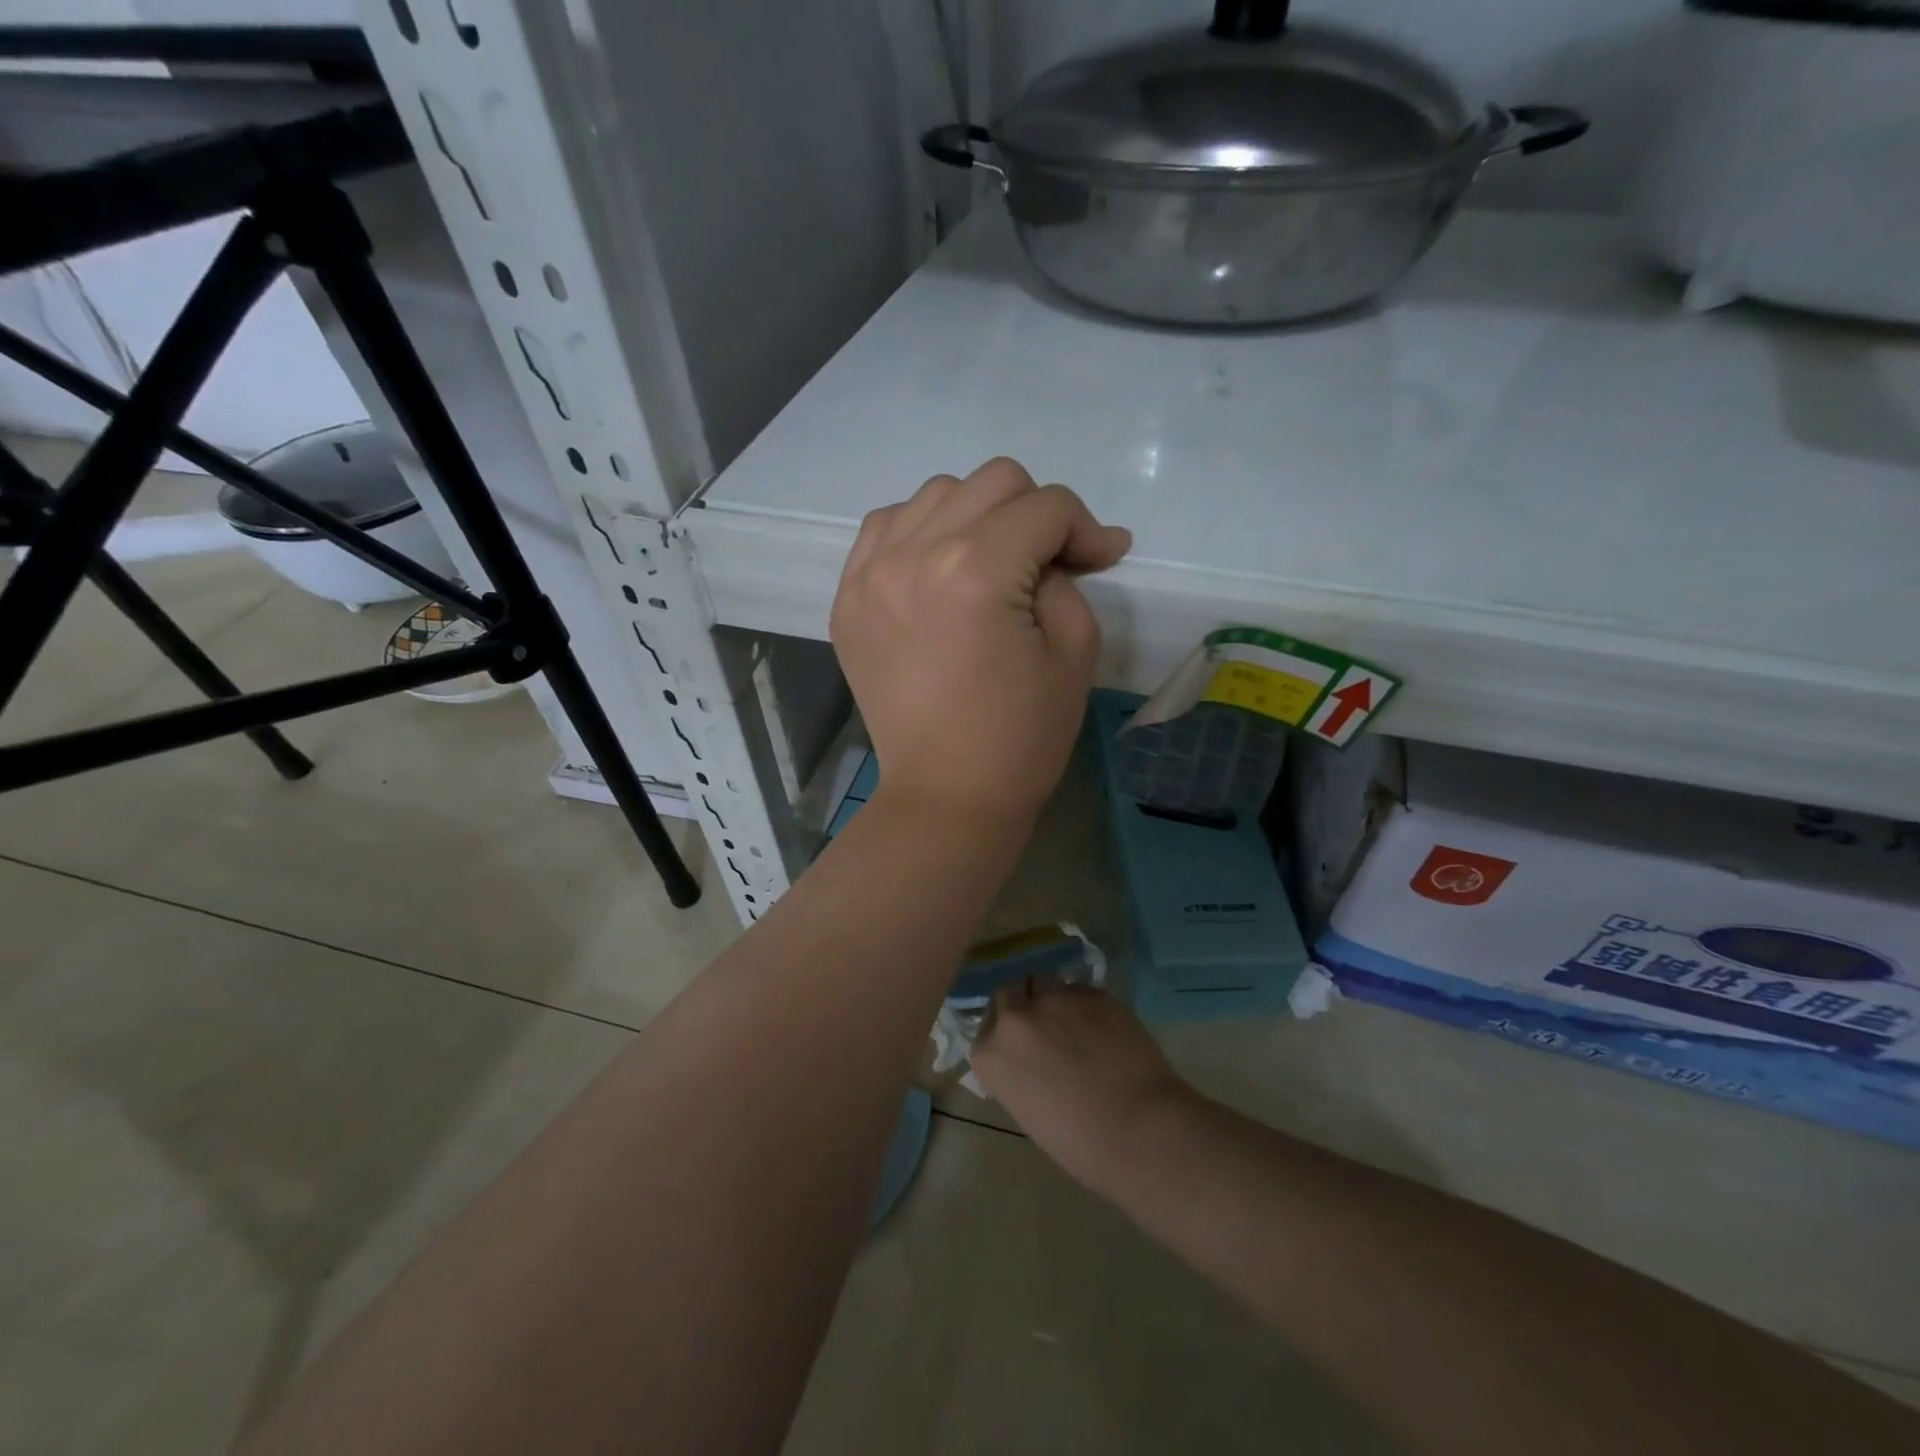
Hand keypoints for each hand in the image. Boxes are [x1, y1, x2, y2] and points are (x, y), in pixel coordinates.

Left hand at [829, 458, 1129, 827]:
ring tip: (992, 566)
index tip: (1101, 560)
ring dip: (977, 517)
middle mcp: (912, 554)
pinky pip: (885, 528)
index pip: (1045, 506)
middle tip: (1049, 565)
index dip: (1085, 528)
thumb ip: (1068, 578)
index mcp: (975, 570)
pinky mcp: (847, 599)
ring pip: (935, 495)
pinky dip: (920, 533)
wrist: (946, 795)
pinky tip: (939, 570)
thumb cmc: (1020, 738)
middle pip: (991, 482)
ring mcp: (869, 574)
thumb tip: (1062, 548)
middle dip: (1035, 514)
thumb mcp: (1074, 651)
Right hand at [970, 980, 1190, 1193]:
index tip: (1020, 1048)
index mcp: (991, 1055)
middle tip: (1044, 1029)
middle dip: (1022, 1007)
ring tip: (1073, 1022)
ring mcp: (1053, 999)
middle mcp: (1015, 1018)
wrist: (1138, 1128)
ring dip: (1051, 998)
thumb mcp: (1028, 1112)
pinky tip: (1102, 1027)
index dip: (1003, 1035)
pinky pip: (1078, 989)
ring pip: (1043, 982)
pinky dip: (1084, 1004)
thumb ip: (1017, 1073)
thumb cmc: (1079, 1143)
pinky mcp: (1091, 992)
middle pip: (1008, 994)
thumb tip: (1029, 1059)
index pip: (986, 1028)